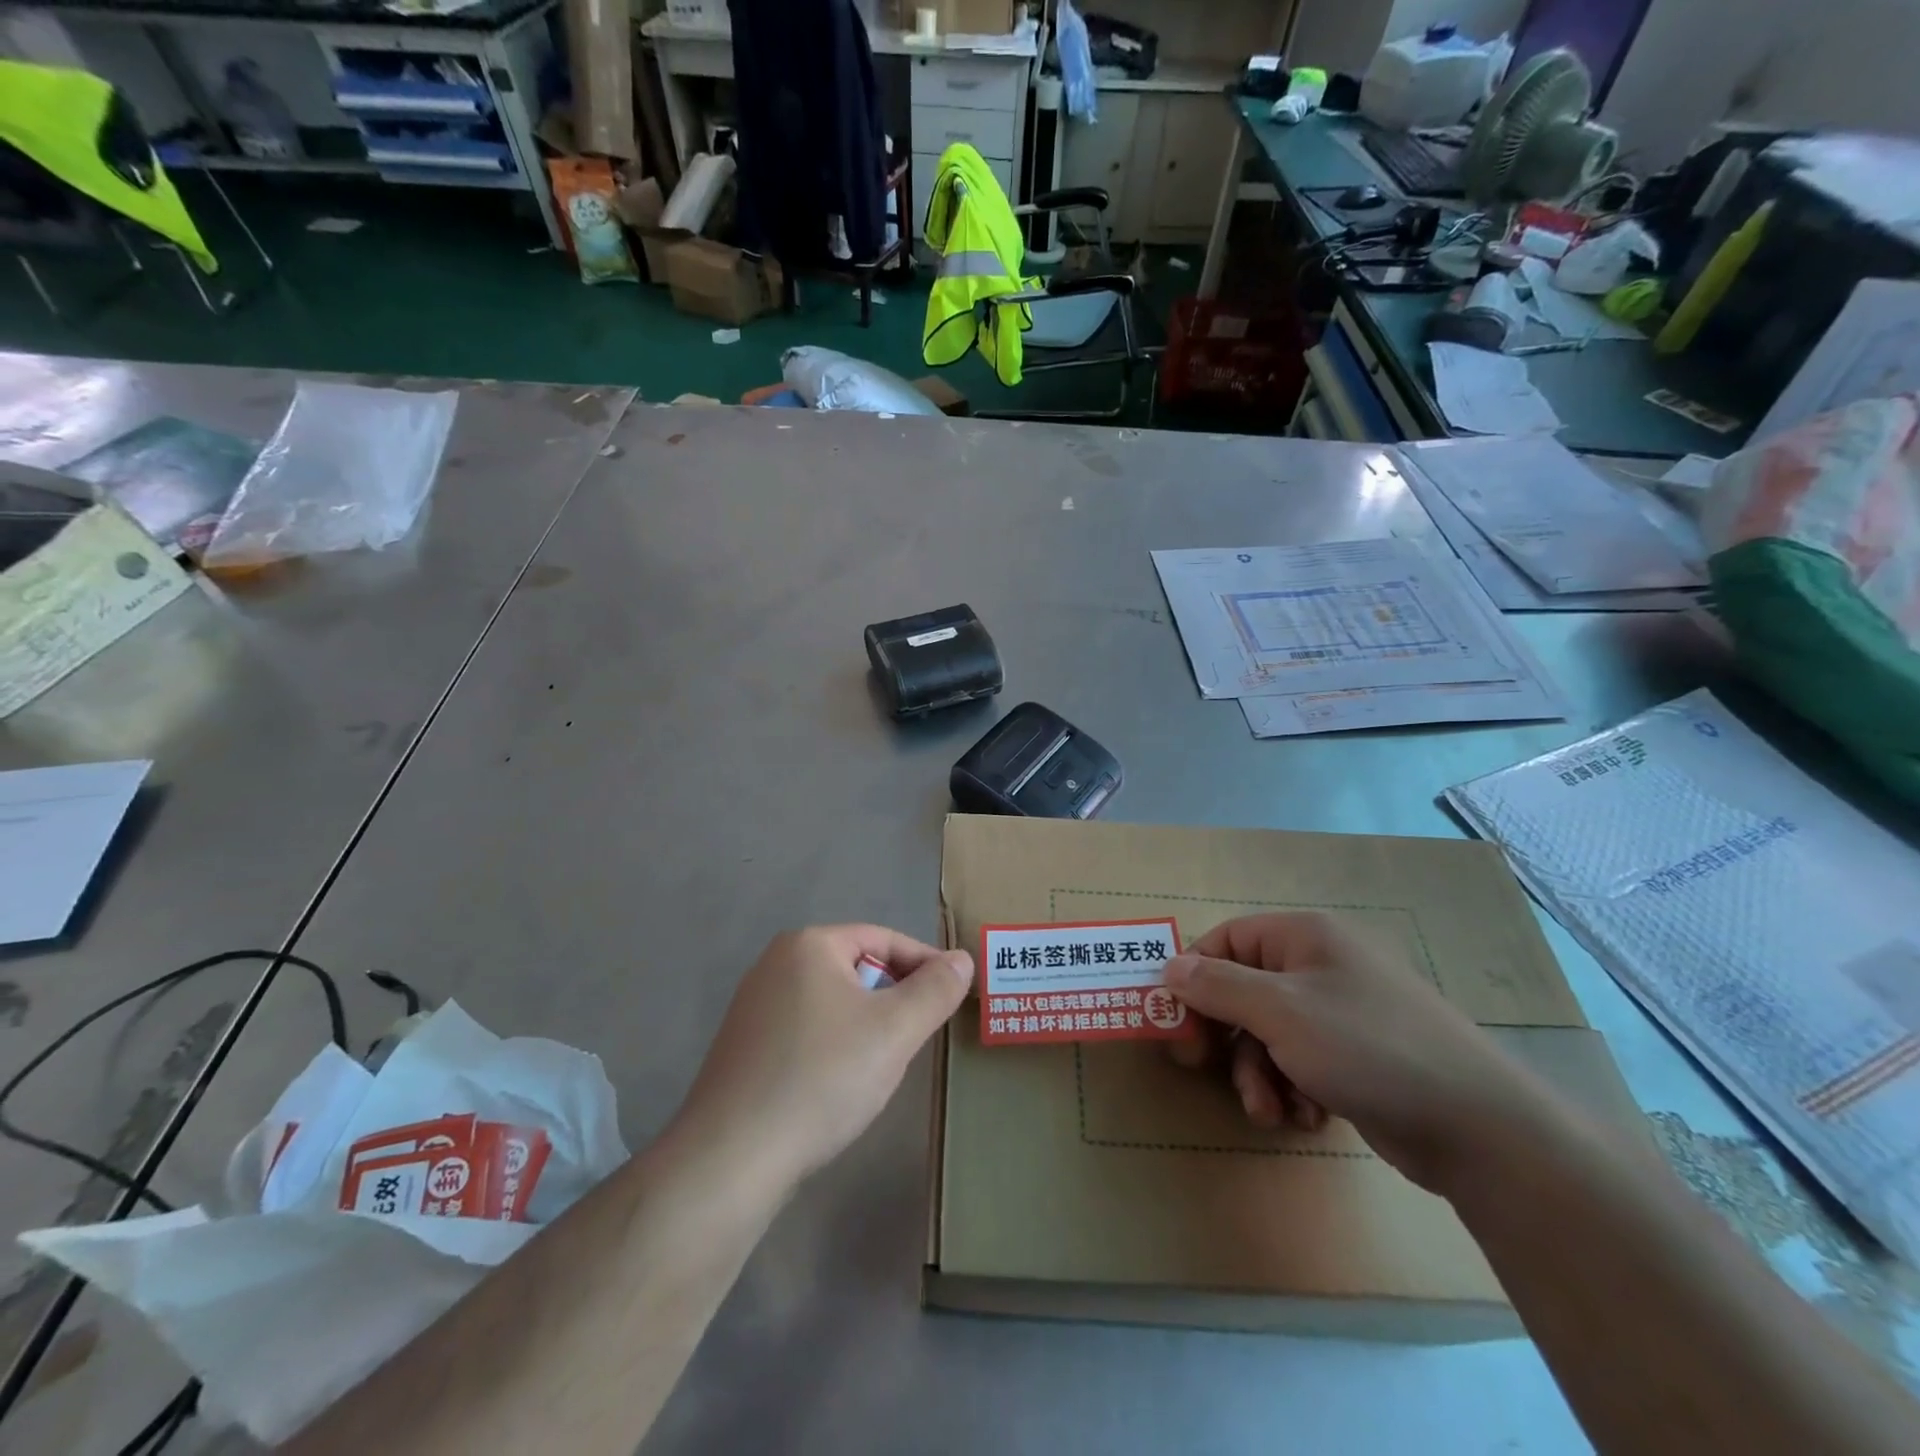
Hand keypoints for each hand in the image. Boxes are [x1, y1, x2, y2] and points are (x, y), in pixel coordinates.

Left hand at [672, 925, 972, 1193]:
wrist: (732, 1157)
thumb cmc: (822, 1078)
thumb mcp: (895, 1031)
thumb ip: (935, 990)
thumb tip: (963, 959)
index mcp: (809, 945)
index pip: (883, 939)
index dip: (925, 963)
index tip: (954, 995)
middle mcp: (775, 963)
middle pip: (856, 968)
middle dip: (894, 996)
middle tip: (920, 1033)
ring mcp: (753, 1006)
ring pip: (832, 1001)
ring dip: (866, 1023)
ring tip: (884, 1062)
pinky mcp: (743, 1047)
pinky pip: (806, 1029)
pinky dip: (834, 1045)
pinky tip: (839, 1084)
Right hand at [1164, 913, 1536, 1190]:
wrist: (1478, 1127)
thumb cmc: (1367, 1048)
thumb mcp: (1279, 1012)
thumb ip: (1217, 986)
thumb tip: (1170, 966)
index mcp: (1303, 936)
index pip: (1224, 941)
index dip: (1194, 978)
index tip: (1176, 1023)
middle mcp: (1321, 964)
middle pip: (1244, 991)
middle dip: (1227, 1038)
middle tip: (1204, 1069)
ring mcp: (1342, 1010)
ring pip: (1269, 1033)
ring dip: (1258, 1073)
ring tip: (1270, 1111)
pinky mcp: (1358, 1054)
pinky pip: (1301, 1060)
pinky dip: (1293, 1087)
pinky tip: (1308, 1116)